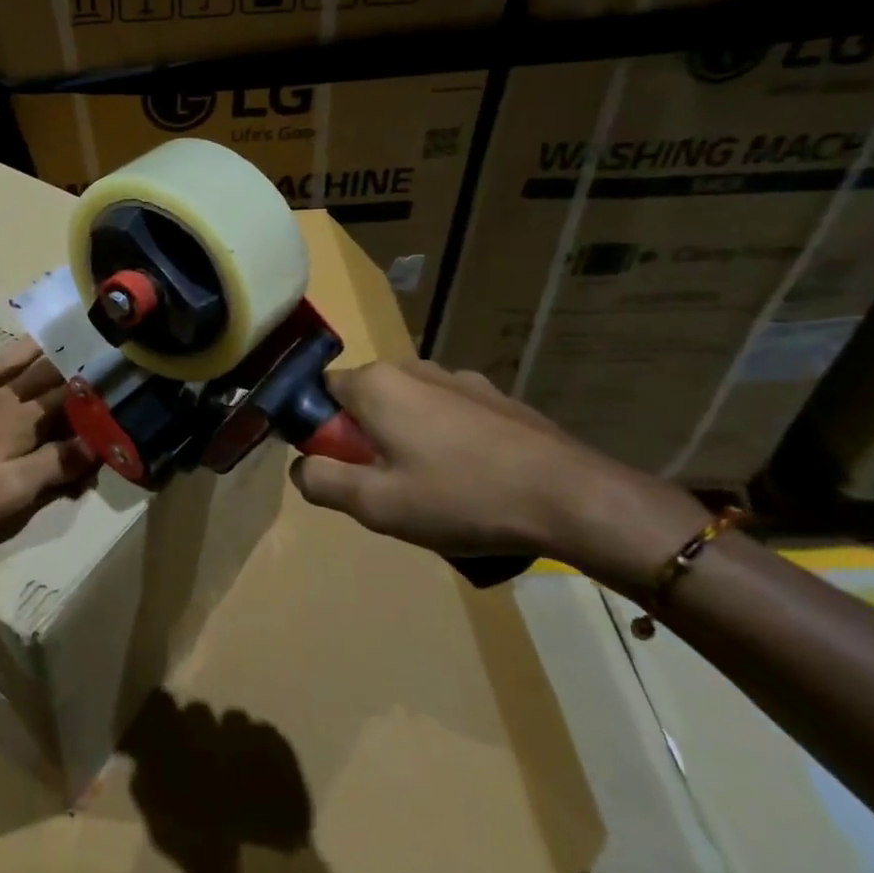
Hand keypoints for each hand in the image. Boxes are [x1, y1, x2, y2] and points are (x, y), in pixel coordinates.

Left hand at [0, 337, 95, 552]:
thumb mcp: (14, 490)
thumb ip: (56, 465)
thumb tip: (97, 444)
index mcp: (20, 422)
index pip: (62, 400)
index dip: (85, 389)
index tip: (106, 371)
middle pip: (34, 377)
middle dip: (60, 363)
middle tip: (80, 342)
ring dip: (20, 352)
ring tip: (39, 336)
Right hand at [290, 361, 706, 580]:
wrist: (573, 499)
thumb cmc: (461, 497)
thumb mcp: (376, 505)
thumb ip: (322, 482)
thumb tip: (300, 467)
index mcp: (377, 384)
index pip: (319, 393)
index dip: (320, 432)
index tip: (342, 469)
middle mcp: (413, 368)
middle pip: (364, 400)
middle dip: (363, 440)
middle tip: (387, 488)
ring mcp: (459, 379)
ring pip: (407, 408)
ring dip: (405, 440)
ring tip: (434, 491)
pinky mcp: (495, 397)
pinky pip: (448, 415)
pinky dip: (445, 441)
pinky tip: (472, 480)